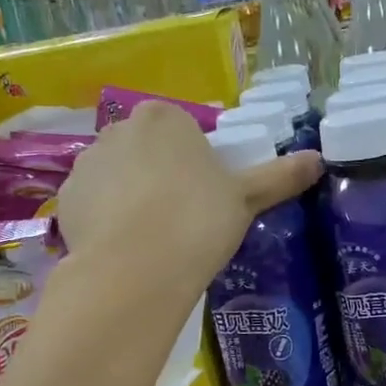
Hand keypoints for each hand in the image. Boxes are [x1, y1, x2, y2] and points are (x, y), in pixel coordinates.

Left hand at [55, 101, 321, 302]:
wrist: (138, 268)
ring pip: (117, 175)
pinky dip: (106, 218)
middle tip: (183, 218)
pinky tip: (125, 247)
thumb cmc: (198, 220)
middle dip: (161, 175)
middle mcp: (119, 128)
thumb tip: (319, 159)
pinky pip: (93, 202)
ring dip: (131, 195)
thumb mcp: (246, 198)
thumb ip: (279, 175)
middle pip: (147, 149)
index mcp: (166, 117)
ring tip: (152, 238)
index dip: (196, 162)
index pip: (183, 131)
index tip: (206, 196)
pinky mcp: (66, 198)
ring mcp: (87, 162)